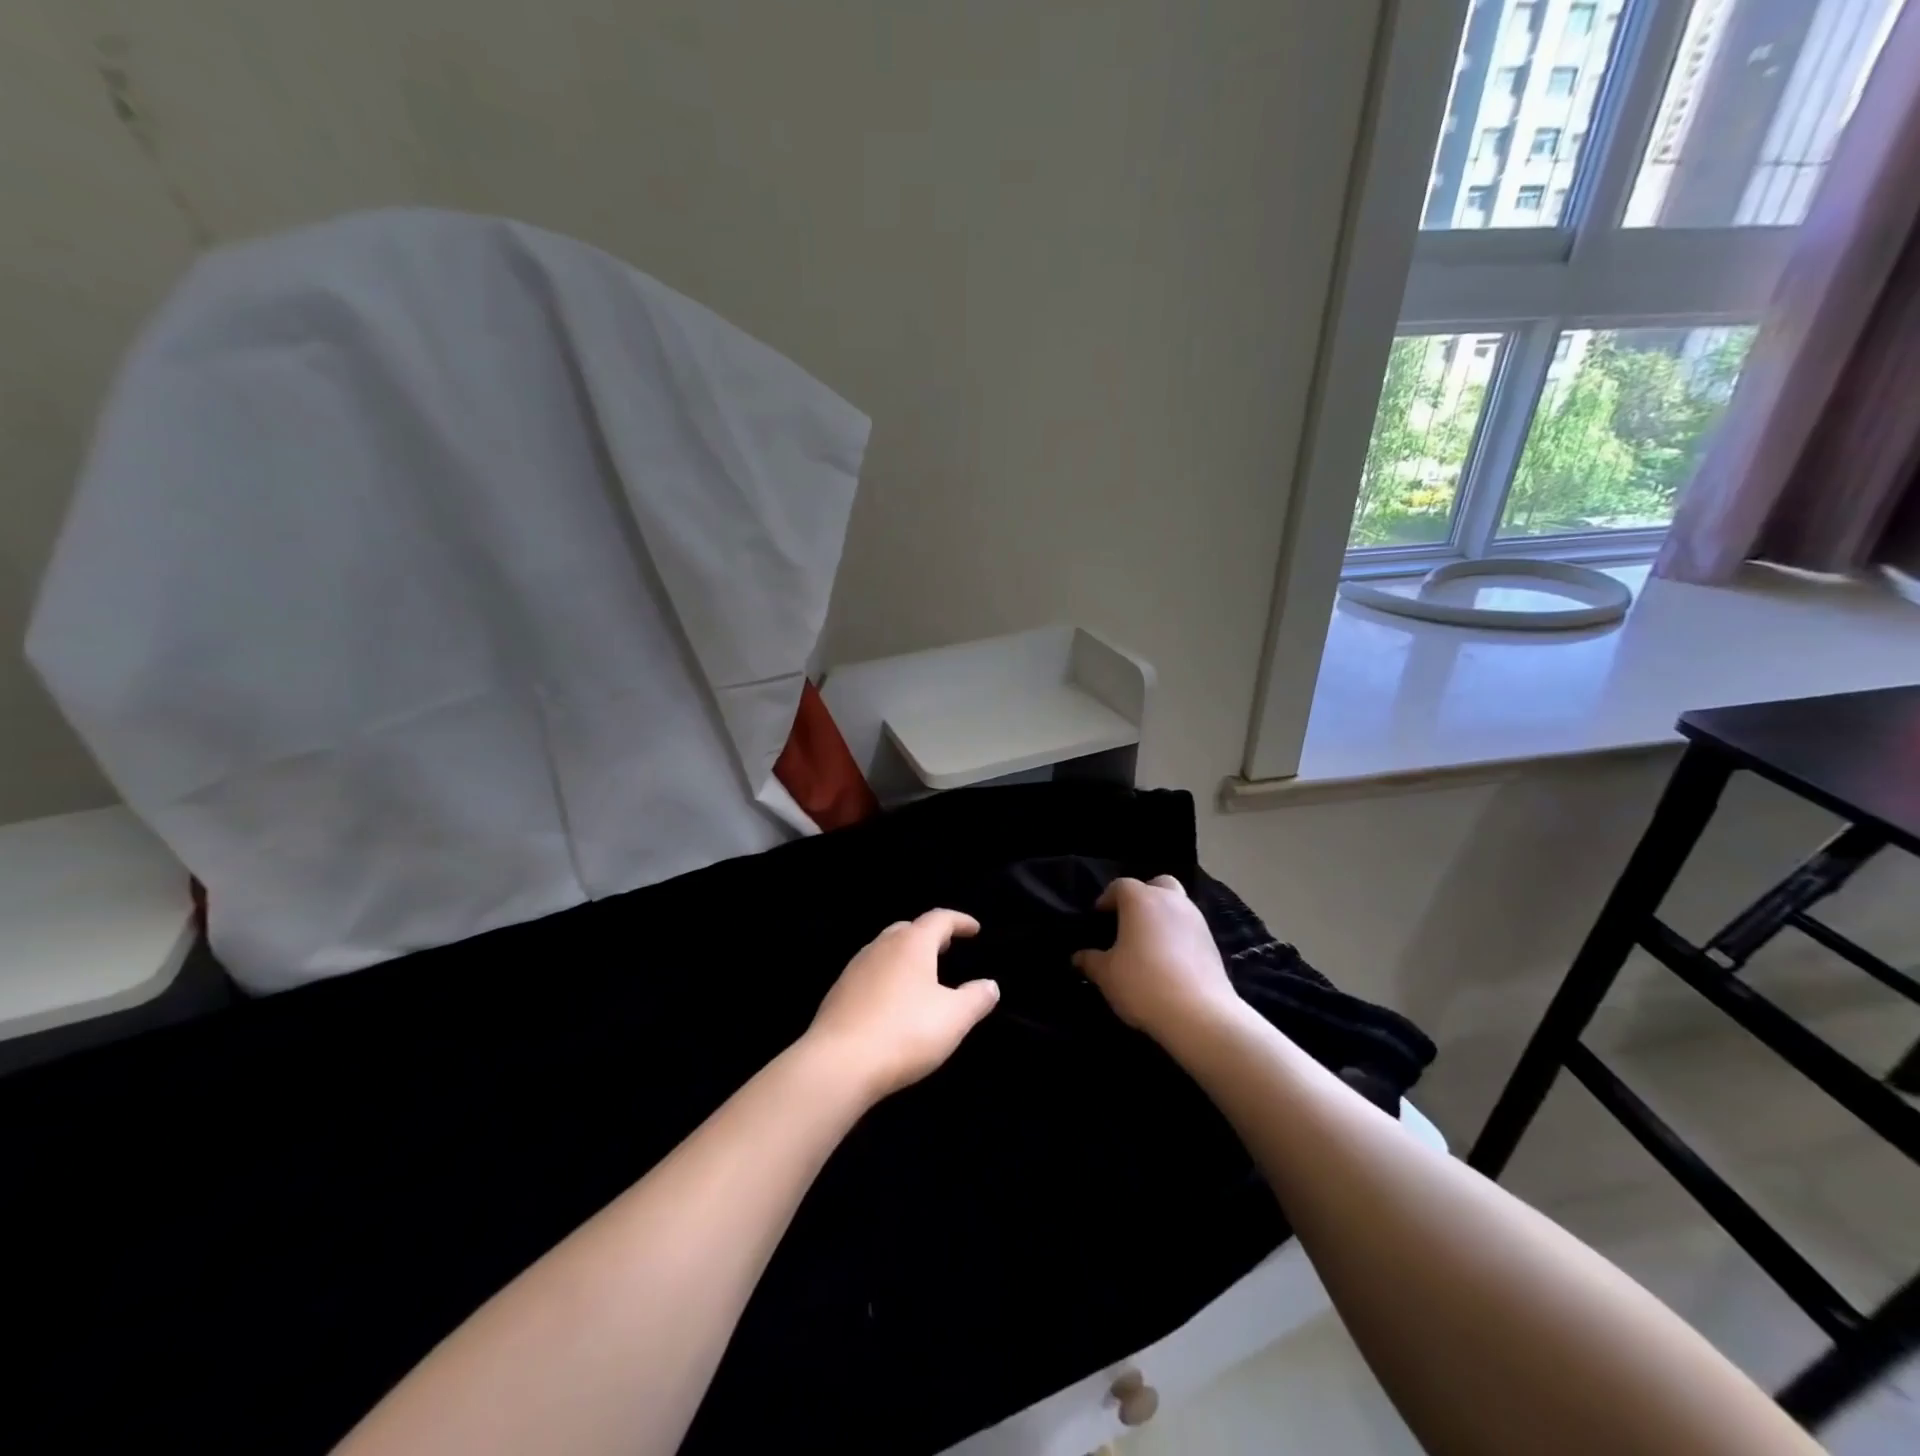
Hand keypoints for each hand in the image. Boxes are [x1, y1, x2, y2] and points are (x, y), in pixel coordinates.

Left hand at [805, 909, 998, 1100]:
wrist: (838, 1063)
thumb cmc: (904, 1033)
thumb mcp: (953, 1018)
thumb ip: (976, 998)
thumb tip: (990, 985)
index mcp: (911, 944)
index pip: (939, 919)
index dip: (959, 921)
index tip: (974, 929)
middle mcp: (881, 946)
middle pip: (909, 929)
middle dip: (930, 936)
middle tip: (947, 948)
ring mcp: (855, 967)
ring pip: (886, 949)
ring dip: (906, 955)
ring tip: (922, 974)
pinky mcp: (839, 992)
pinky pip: (870, 972)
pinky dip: (888, 975)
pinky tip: (892, 1000)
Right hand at [1072, 876, 1243, 1044]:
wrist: (1200, 1014)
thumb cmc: (1143, 983)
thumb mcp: (1106, 975)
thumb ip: (1090, 961)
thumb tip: (1078, 957)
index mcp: (1141, 900)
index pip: (1120, 886)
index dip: (1107, 899)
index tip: (1099, 917)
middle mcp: (1171, 901)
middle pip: (1157, 885)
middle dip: (1143, 896)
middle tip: (1129, 920)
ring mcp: (1196, 920)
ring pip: (1177, 904)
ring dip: (1163, 916)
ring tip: (1149, 943)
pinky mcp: (1212, 942)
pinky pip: (1190, 928)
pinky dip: (1178, 935)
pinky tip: (1169, 960)